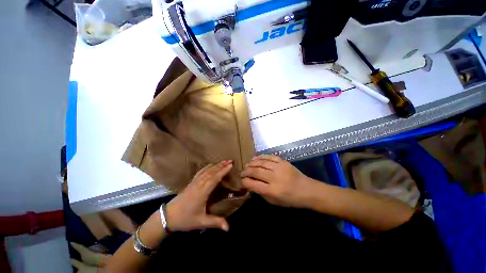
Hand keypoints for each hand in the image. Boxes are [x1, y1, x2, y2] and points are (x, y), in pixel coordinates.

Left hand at [165, 160, 231, 231]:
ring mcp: (194, 182)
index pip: (215, 178)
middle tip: (230, 160)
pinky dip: (207, 167)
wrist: (167, 216)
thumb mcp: (201, 222)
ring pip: (206, 171)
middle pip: (211, 172)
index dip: (223, 171)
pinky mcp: (191, 182)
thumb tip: (229, 228)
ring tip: (223, 161)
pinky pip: (200, 172)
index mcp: (202, 192)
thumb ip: (215, 222)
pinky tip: (210, 165)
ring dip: (215, 165)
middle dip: (221, 166)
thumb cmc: (185, 219)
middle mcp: (199, 184)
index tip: (231, 165)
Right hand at [241, 155, 316, 207]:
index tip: (241, 180)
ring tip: (247, 165)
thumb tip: (250, 184)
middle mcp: (275, 178)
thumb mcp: (274, 202)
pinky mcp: (283, 161)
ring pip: (261, 162)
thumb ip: (261, 193)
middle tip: (242, 172)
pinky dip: (260, 157)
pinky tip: (255, 158)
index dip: (245, 181)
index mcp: (273, 191)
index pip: (254, 184)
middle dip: (246, 171)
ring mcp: (279, 168)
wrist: (307, 190)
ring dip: (252, 163)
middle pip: (256, 172)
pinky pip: (269, 157)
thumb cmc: (290, 199)